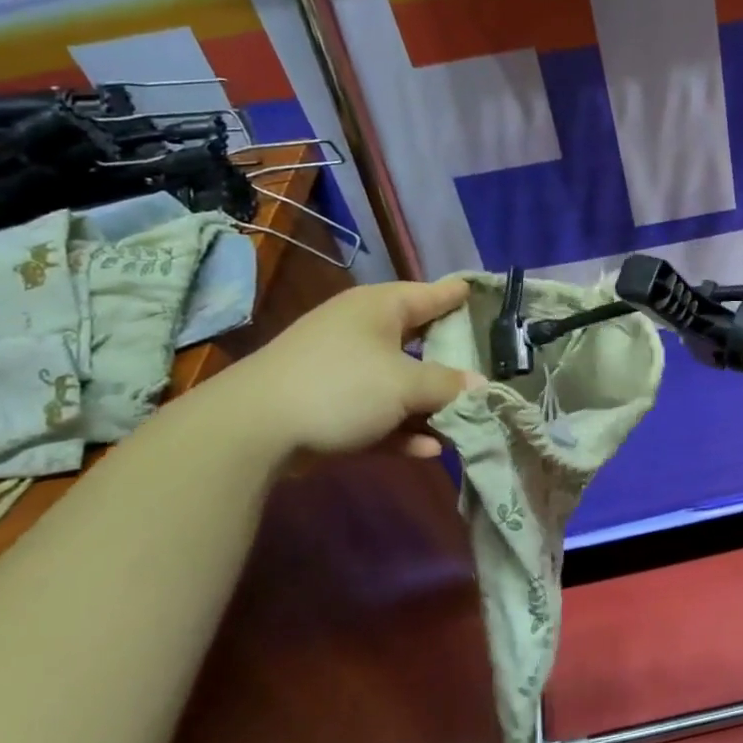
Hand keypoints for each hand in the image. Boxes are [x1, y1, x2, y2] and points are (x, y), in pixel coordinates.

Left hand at [222, 278, 483, 459]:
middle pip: (420, 341)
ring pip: (400, 383)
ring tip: (465, 422)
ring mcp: (344, 370)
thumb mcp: (405, 384)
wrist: (252, 430)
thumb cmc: (341, 387)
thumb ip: (448, 385)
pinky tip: (428, 450)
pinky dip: (402, 428)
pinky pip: (379, 413)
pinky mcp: (330, 406)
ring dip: (429, 406)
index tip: (485, 292)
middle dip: (453, 360)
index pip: (432, 293)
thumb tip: (480, 386)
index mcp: (381, 308)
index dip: (461, 295)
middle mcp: (363, 331)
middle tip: (490, 367)